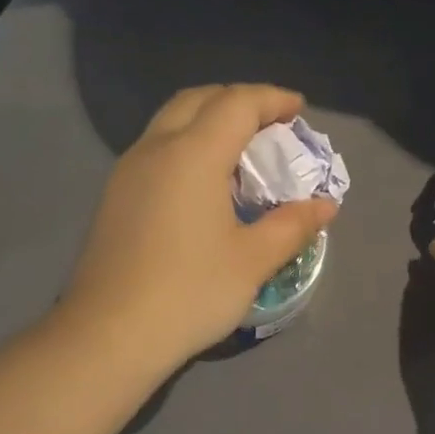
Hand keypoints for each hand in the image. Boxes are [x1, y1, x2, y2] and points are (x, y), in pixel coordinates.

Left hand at [61, 84, 339, 369]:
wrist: (109, 334)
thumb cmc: (190, 292)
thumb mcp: (252, 261)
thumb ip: (292, 225)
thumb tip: (325, 206)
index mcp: (193, 154)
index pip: (237, 103)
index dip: (272, 99)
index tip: (298, 110)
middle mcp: (156, 149)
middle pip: (198, 100)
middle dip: (238, 101)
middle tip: (270, 124)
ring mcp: (128, 171)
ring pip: (171, 120)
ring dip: (208, 119)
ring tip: (240, 149)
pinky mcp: (115, 195)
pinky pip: (156, 147)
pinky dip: (186, 143)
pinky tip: (203, 181)